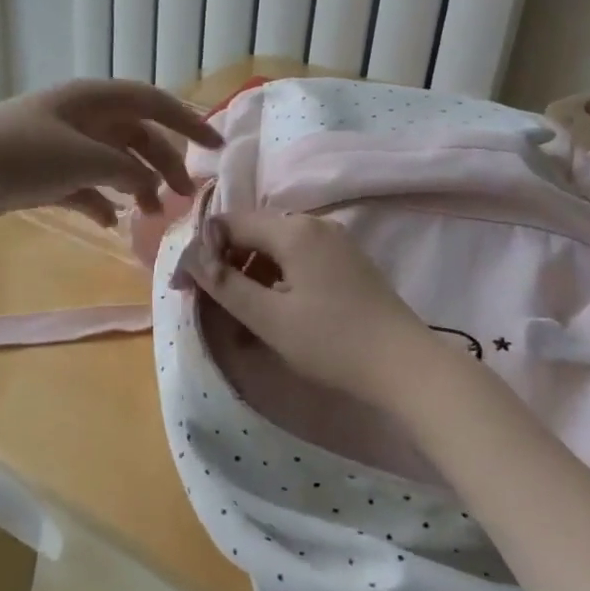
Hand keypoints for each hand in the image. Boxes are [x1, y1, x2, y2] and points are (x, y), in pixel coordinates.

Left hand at [0, 79, 221, 226]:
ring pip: (111, 162)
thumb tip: (148, 185)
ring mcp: (59, 145)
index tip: (216, 148)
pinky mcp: (41, 173)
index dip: (188, 122)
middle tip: (183, 197)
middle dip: (163, 163)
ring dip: (134, 185)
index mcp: (92, 99)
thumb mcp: (82, 159)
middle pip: (136, 136)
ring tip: (149, 214)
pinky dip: (99, 201)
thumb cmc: (19, 155)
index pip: (153, 102)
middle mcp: (79, 117)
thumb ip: (126, 171)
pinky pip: (83, 185)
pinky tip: (108, 223)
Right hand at [179, 210, 435, 409]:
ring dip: (249, 272)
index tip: (183, 287)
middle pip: (253, 231)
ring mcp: (335, 242)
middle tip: (206, 300)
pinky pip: (298, 258)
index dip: (201, 252)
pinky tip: (270, 310)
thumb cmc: (332, 342)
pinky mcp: (347, 262)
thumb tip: (192, 259)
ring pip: (275, 246)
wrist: (406, 366)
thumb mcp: (270, 318)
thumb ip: (226, 284)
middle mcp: (314, 225)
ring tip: (236, 313)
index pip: (230, 224)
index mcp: (294, 230)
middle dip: (224, 262)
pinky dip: (275, 278)